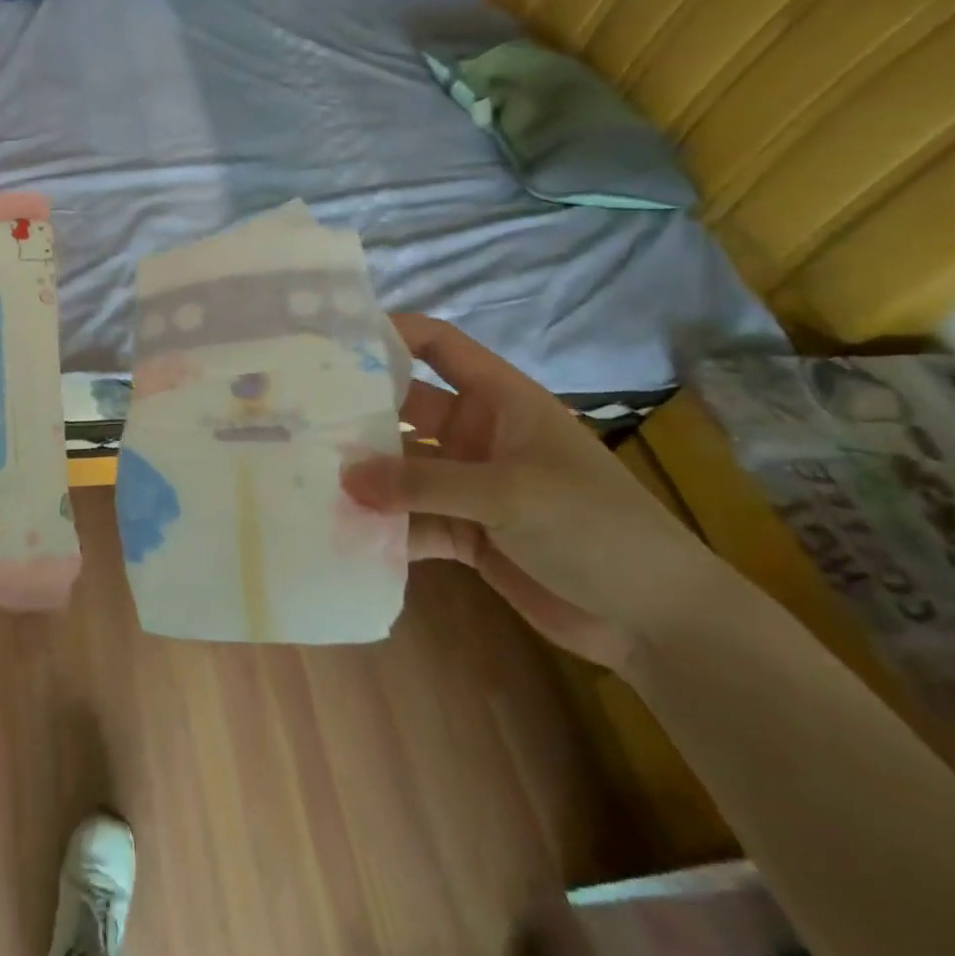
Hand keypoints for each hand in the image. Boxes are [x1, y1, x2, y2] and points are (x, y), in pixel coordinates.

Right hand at [343, 314, 736, 670]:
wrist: (658, 622)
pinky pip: (411, 519)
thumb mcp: (509, 494)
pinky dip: (383, 527)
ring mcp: (468, 484)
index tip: (332, 338)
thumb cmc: (596, 528)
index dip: (392, 333)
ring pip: (401, 468)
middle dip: (358, 413)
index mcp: (500, 401)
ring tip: (304, 476)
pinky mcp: (464, 531)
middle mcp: (477, 434)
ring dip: (364, 476)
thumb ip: (422, 484)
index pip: (439, 346)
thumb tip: (342, 477)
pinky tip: (343, 533)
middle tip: (296, 416)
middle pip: (405, 408)